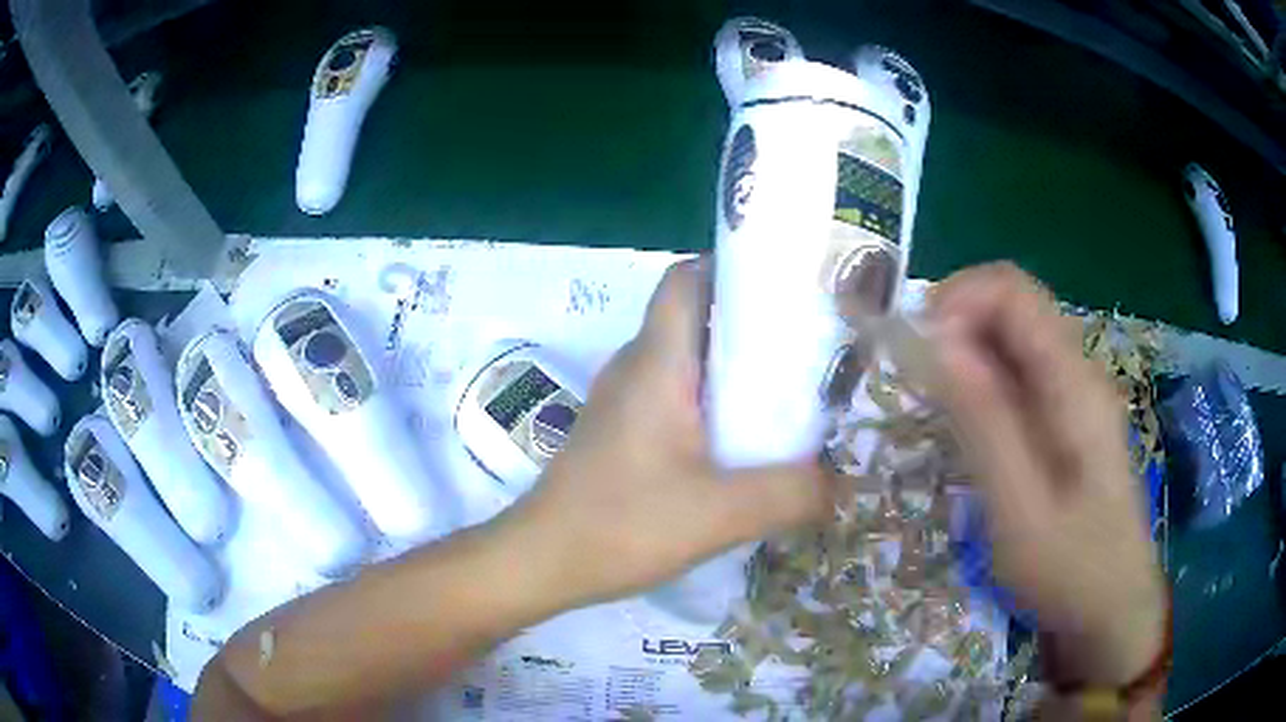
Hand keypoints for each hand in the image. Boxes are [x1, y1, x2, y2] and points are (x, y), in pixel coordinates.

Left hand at [498, 258, 834, 609]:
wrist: (542, 561)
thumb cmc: (621, 525)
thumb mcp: (721, 514)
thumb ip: (791, 494)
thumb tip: (841, 484)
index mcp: (656, 363)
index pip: (686, 279)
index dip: (731, 269)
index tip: (785, 290)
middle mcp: (635, 368)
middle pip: (694, 318)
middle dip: (750, 325)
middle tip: (807, 351)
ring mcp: (622, 400)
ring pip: (685, 361)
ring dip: (732, 370)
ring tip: (787, 397)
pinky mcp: (620, 432)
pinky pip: (673, 397)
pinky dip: (710, 404)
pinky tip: (740, 446)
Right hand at [931, 263, 1166, 687]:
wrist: (1113, 607)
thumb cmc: (1070, 569)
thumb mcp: (1019, 509)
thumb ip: (984, 423)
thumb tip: (939, 341)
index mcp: (1074, 383)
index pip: (1012, 290)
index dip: (957, 299)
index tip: (917, 350)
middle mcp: (1079, 372)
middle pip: (1012, 307)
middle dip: (956, 325)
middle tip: (917, 382)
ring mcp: (1077, 395)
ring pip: (1014, 341)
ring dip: (967, 355)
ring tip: (935, 407)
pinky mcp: (1069, 419)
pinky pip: (1021, 376)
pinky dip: (984, 383)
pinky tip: (968, 428)